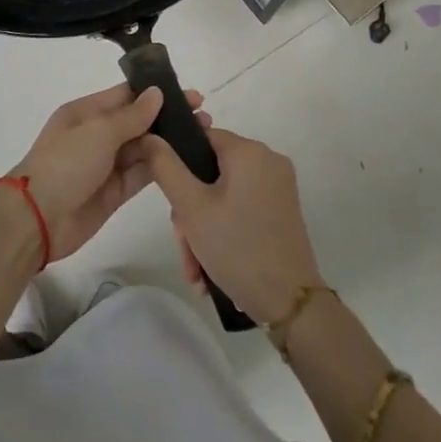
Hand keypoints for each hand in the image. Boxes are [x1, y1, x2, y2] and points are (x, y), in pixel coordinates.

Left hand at [10, 85, 206, 262]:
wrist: (37, 219)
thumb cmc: (65, 164)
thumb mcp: (98, 132)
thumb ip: (132, 116)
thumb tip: (157, 93)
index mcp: (86, 112)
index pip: (126, 95)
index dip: (158, 93)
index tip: (191, 95)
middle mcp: (97, 135)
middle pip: (138, 121)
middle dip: (169, 118)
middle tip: (205, 118)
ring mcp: (106, 164)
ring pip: (144, 148)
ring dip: (170, 142)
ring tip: (204, 137)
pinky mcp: (114, 192)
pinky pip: (142, 174)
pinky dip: (162, 167)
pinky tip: (187, 161)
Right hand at [145, 125, 323, 325]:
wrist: (290, 304)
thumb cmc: (237, 248)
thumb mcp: (191, 207)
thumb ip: (165, 167)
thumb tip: (149, 137)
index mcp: (249, 151)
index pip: (201, 137)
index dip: (178, 163)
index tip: (169, 200)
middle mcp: (268, 161)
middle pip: (210, 172)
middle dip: (190, 211)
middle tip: (184, 245)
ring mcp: (278, 187)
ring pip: (223, 196)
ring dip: (202, 229)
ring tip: (196, 269)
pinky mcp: (282, 211)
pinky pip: (241, 209)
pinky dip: (223, 232)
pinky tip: (211, 268)